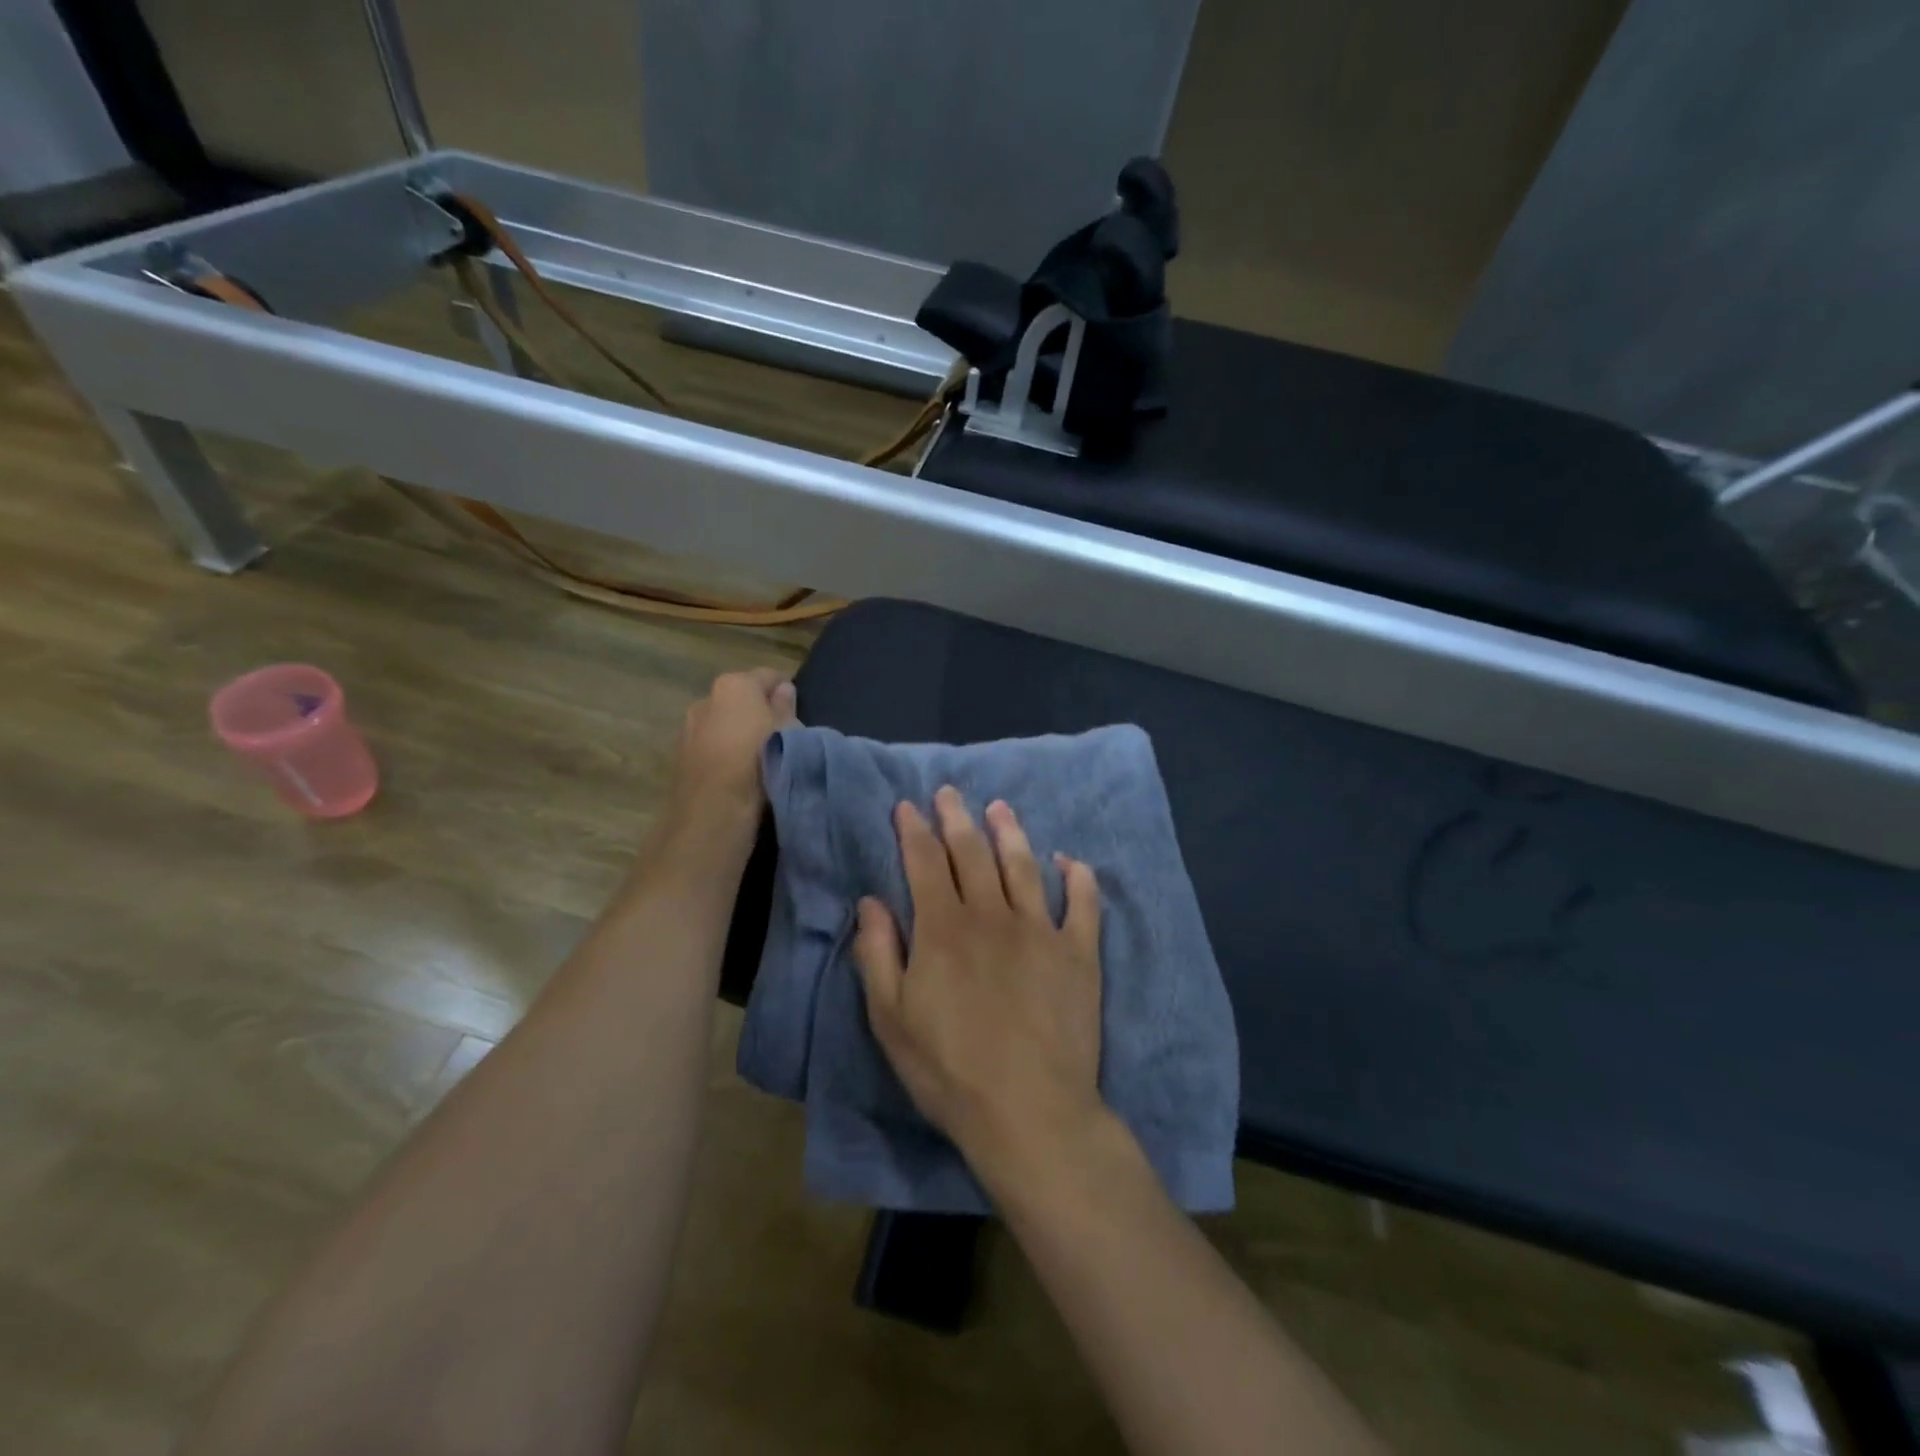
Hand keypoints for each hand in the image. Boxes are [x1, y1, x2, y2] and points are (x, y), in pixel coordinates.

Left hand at [664, 668, 796, 839]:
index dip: (786, 690)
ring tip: (759, 757)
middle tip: (781, 734)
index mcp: (735, 684)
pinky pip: (710, 745)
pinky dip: (723, 752)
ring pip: (722, 722)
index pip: (768, 676)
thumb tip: (784, 689)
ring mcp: (689, 727)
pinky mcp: (680, 755)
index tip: (798, 708)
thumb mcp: (788, 732)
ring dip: (738, 733)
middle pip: (741, 698)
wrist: (713, 809)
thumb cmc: (760, 761)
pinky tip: (737, 773)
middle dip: (758, 710)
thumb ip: (786, 707)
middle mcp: (706, 698)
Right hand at [854, 787, 1104, 1192]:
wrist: (1029, 1111)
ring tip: (1000, 808)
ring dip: (1010, 832)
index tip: (908, 807)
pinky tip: (1071, 861)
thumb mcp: (890, 1018)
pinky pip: (1083, 903)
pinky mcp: (1080, 953)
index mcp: (944, 928)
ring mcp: (1041, 930)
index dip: (915, 831)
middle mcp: (992, 915)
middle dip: (957, 818)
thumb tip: (871, 901)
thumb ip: (878, 953)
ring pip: (1024, 866)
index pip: (926, 862)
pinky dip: (1077, 878)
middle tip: (950, 793)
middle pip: (973, 853)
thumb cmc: (949, 1070)